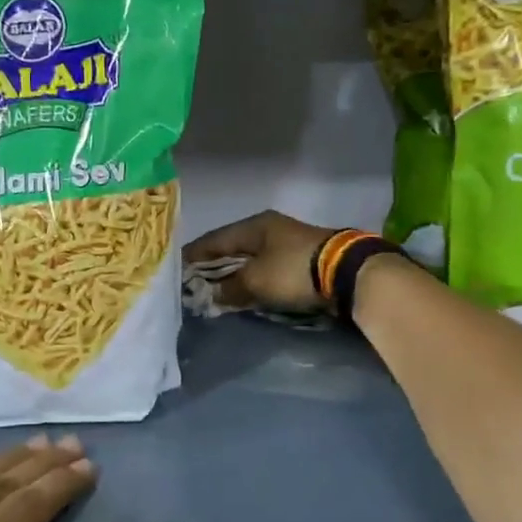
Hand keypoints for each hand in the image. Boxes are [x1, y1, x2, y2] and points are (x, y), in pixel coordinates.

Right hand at [184, 211, 334, 313]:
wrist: (346, 273)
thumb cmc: (293, 270)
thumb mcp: (255, 280)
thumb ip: (228, 288)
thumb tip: (210, 295)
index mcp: (253, 226)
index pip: (213, 240)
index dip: (193, 256)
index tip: (175, 271)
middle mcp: (268, 229)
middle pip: (231, 249)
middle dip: (211, 267)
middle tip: (192, 284)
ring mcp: (286, 243)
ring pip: (249, 260)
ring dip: (233, 275)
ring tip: (215, 292)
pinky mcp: (300, 260)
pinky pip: (265, 270)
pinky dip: (252, 280)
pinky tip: (243, 292)